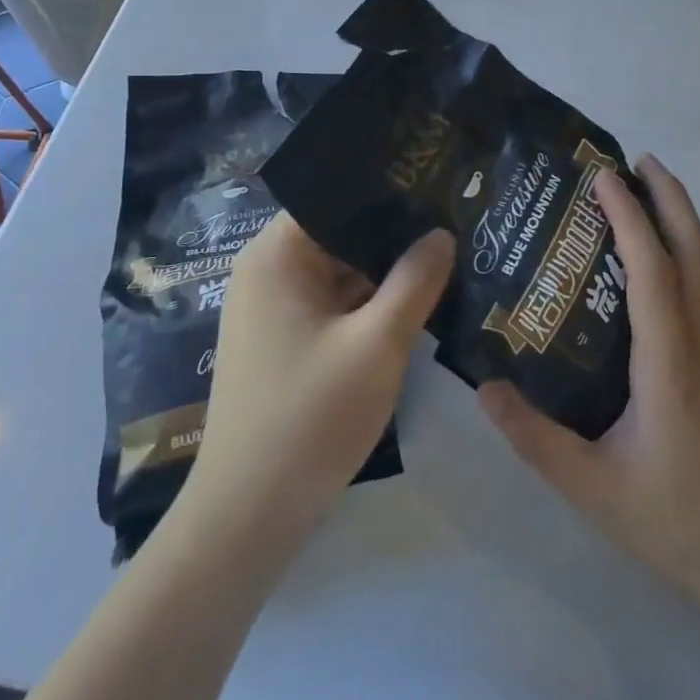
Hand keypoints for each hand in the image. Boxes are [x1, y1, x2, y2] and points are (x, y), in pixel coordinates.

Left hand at [185, 212, 453, 541]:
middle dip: (392, 231)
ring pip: (339, 269)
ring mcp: (272, 308)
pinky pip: (332, 302)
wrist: (247, 519)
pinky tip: (413, 300)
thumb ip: (415, 281)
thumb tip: (441, 233)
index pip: (334, 194)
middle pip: (339, 231)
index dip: (385, 187)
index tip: (434, 180)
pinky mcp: (283, 340)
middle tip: (452, 217)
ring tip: (445, 252)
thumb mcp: (377, 345)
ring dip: (383, 270)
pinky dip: (367, 302)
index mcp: (276, 254)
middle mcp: (267, 270)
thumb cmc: (309, 418)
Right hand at [478, 155, 699, 613]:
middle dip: (669, 196)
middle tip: (638, 160)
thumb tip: (483, 385)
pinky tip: (697, 252)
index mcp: (670, 360)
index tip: (604, 176)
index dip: (629, 216)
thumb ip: (533, 437)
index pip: (652, 269)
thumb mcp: (590, 486)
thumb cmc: (671, 516)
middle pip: (695, 248)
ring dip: (691, 218)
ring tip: (661, 190)